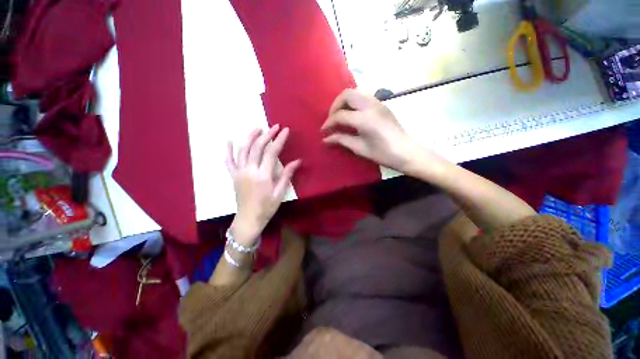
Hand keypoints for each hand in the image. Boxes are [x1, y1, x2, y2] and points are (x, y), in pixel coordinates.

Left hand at [226, 125, 300, 245]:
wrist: (248, 219)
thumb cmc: (267, 207)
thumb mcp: (280, 193)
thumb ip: (287, 175)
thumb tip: (297, 161)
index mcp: (263, 175)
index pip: (271, 152)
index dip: (279, 140)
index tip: (285, 130)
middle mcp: (249, 170)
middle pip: (257, 147)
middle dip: (267, 135)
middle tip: (275, 127)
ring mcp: (239, 172)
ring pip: (243, 150)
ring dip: (250, 137)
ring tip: (258, 128)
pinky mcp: (233, 176)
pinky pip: (228, 161)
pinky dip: (228, 150)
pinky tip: (229, 140)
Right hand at [321, 89, 421, 171]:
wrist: (407, 152)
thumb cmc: (383, 154)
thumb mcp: (360, 148)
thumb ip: (341, 140)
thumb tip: (326, 139)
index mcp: (364, 119)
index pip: (340, 115)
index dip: (329, 123)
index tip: (323, 131)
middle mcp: (370, 105)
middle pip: (347, 95)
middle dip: (335, 106)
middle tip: (331, 120)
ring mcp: (378, 102)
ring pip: (355, 92)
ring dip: (344, 102)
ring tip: (340, 116)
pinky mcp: (382, 104)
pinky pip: (363, 96)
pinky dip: (353, 102)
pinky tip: (352, 114)